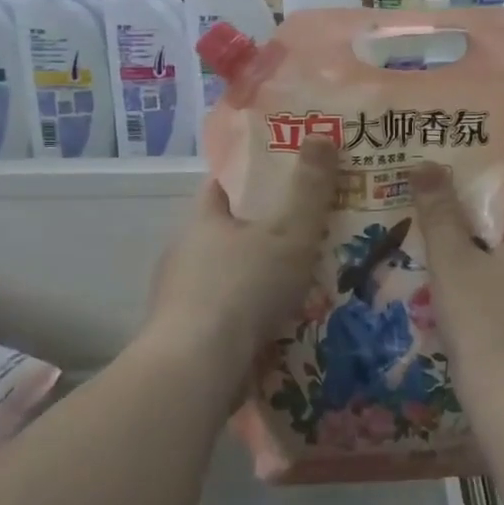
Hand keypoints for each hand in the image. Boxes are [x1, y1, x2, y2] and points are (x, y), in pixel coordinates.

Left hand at [142, 138, 336, 374]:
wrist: (197, 370)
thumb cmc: (244, 288)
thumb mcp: (290, 231)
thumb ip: (309, 187)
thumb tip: (321, 134)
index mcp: (203, 220)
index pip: (224, 184)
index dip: (253, 176)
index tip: (287, 175)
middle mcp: (186, 254)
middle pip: (228, 231)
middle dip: (264, 230)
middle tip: (309, 229)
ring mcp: (182, 298)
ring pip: (229, 275)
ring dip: (259, 276)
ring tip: (304, 278)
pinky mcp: (188, 337)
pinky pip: (228, 313)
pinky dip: (251, 313)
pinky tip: (282, 323)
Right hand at [411, 165, 503, 395]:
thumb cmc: (485, 320)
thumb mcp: (452, 261)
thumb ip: (439, 211)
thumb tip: (425, 164)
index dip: (484, 187)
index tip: (448, 192)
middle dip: (480, 226)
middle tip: (437, 227)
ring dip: (490, 262)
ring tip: (446, 266)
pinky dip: (502, 292)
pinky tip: (470, 307)